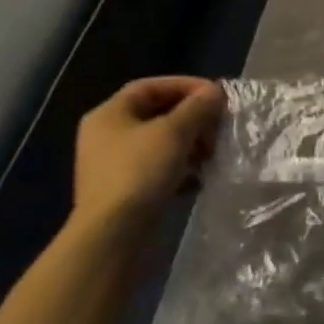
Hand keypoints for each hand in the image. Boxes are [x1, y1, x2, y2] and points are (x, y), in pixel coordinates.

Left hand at [73, 77, 224, 233]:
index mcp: (109, 114)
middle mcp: (106, 136)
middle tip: (217, 125)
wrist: (112, 238)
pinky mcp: (122, 193)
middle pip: (155, 114)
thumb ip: (197, 107)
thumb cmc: (139, 173)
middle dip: (191, 117)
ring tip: (212, 152)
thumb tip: (215, 91)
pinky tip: (199, 177)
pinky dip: (179, 168)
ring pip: (158, 144)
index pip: (151, 86)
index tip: (214, 94)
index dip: (185, 85)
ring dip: (188, 144)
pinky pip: (156, 169)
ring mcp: (112, 167)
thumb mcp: (174, 132)